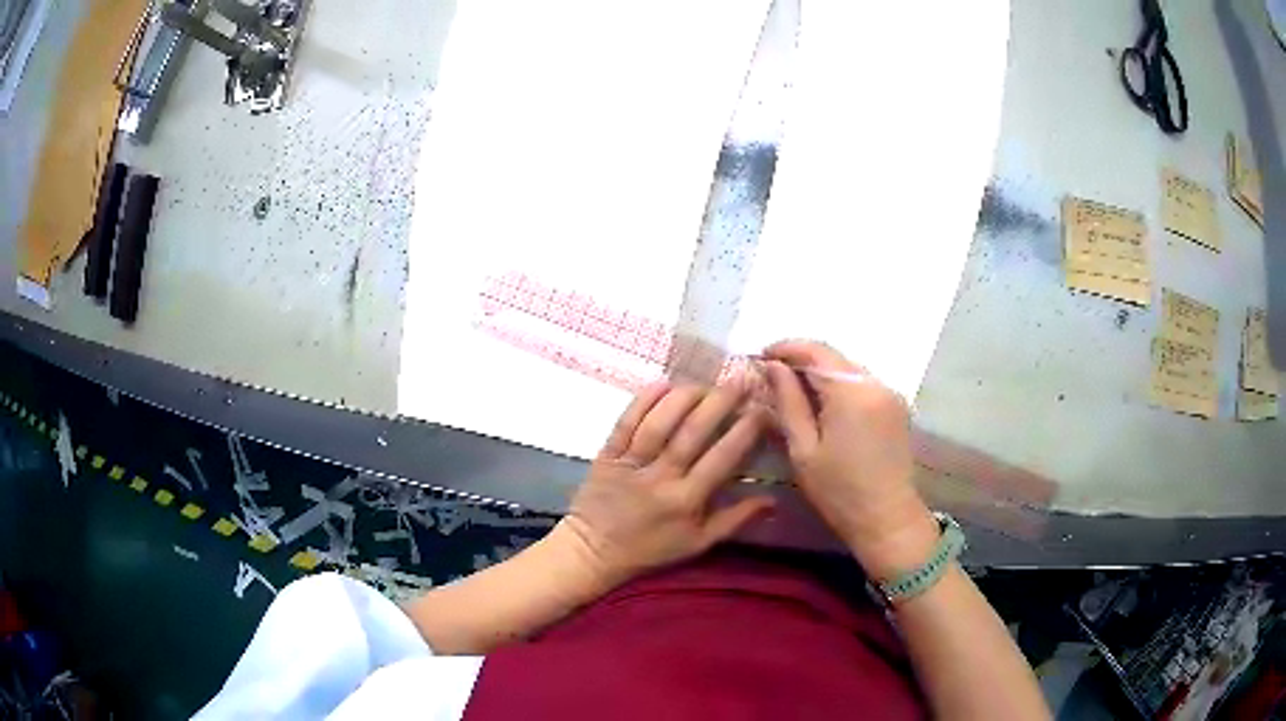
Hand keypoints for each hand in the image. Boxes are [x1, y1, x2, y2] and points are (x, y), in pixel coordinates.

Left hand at [562, 379, 775, 589]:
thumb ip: (735, 519)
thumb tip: (774, 499)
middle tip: (740, 380)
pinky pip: (626, 422)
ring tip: (705, 383)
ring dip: (685, 397)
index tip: (763, 409)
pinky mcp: (607, 454)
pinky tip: (663, 383)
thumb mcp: (698, 543)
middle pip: (693, 432)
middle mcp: (661, 477)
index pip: (723, 458)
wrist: (594, 551)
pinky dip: (644, 400)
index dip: (745, 430)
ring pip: (660, 422)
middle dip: (720, 402)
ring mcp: (631, 463)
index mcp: (687, 500)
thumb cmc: (651, 549)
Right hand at [764, 340, 938, 579]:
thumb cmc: (839, 491)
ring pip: (848, 369)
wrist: (887, 518)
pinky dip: (840, 386)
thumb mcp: (804, 450)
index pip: (815, 351)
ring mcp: (890, 393)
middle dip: (802, 360)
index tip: (761, 356)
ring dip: (821, 372)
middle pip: (834, 357)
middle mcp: (875, 383)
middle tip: (773, 375)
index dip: (786, 347)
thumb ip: (788, 402)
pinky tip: (823, 404)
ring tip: (794, 390)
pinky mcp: (896, 406)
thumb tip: (773, 366)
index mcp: (851, 393)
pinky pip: (862, 384)